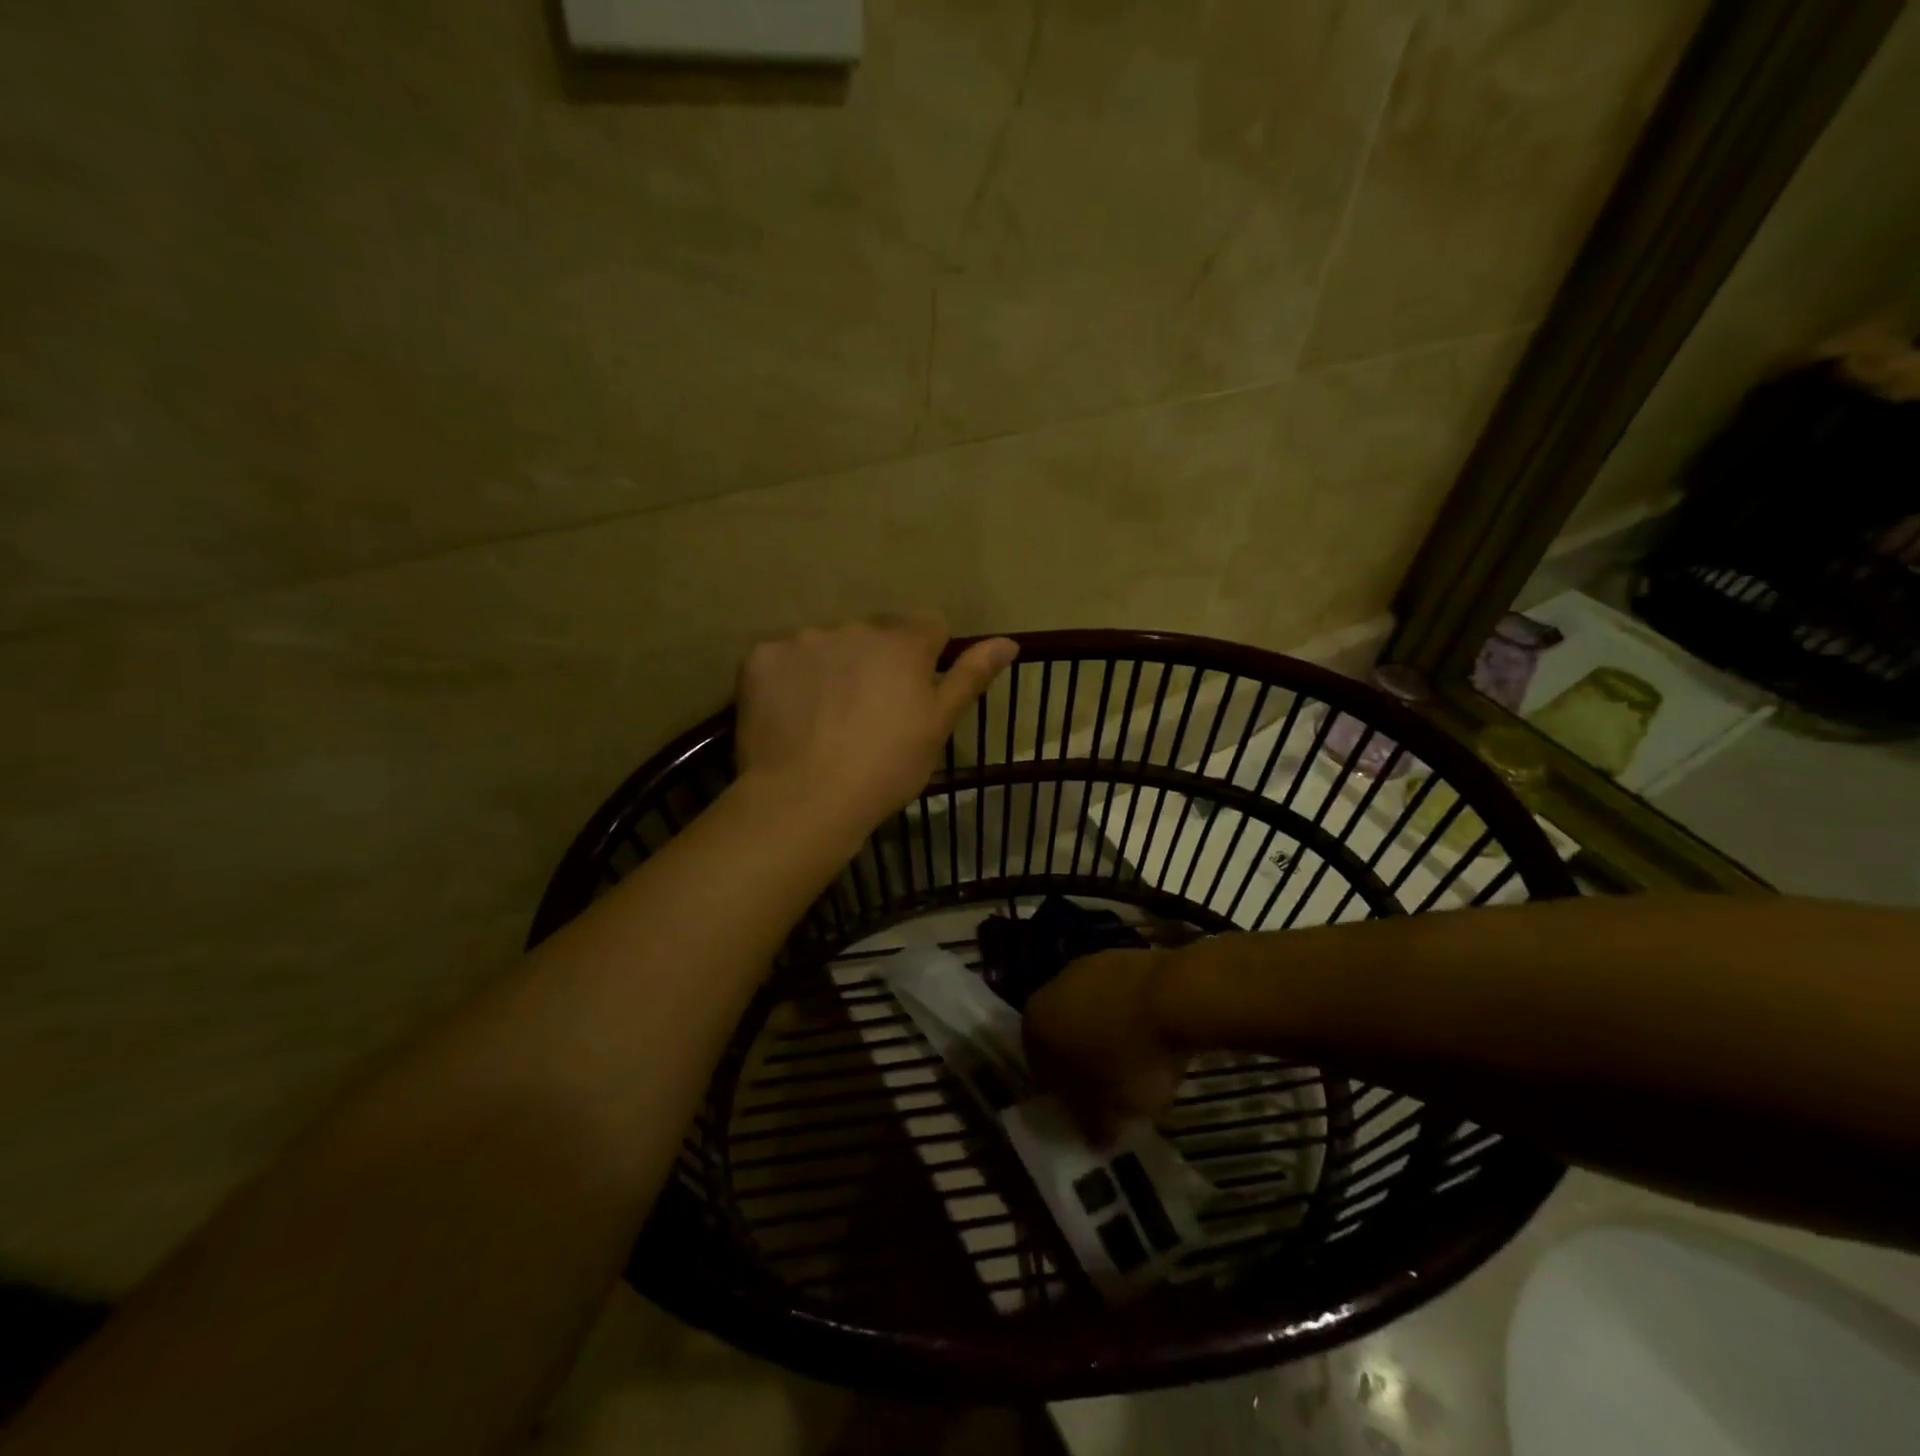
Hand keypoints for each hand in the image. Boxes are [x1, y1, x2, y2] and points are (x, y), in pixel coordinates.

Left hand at [735, 615, 1018, 829]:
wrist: (806, 797)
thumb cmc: (886, 767)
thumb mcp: (938, 726)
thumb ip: (970, 676)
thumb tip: (1009, 641)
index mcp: (903, 642)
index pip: (928, 627)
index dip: (926, 658)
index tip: (914, 694)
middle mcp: (855, 628)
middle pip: (873, 635)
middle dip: (875, 662)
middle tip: (867, 714)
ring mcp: (804, 639)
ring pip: (827, 645)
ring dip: (831, 667)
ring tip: (824, 719)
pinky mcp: (762, 658)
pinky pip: (782, 660)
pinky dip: (788, 680)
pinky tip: (790, 717)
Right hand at [1023, 949, 1188, 1140]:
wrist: (1175, 996)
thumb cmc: (1131, 1058)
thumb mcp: (1112, 1111)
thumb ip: (1094, 1126)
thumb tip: (1094, 1135)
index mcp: (1035, 1023)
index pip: (1039, 1067)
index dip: (1063, 1095)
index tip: (1088, 1113)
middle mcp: (1052, 987)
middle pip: (1064, 1034)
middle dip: (1084, 1061)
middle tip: (1113, 1089)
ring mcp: (1088, 965)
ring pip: (1092, 1011)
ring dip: (1108, 1034)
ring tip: (1141, 1062)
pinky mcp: (1122, 954)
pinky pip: (1119, 996)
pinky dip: (1131, 1015)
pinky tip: (1156, 1035)